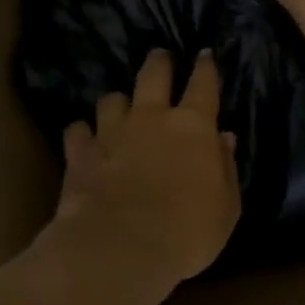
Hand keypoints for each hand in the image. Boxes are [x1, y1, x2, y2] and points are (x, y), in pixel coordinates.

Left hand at [45, 47, 240, 304]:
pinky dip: (84, 133)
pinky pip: (78, 131)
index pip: (203, 84)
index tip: (204, 55)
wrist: (121, 248)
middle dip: (159, 62)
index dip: (205, 67)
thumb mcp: (226, 207)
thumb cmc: (187, 232)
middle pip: (153, 74)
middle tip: (160, 57)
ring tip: (120, 108)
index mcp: (193, 127)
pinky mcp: (80, 153)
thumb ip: (226, 168)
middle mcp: (151, 118)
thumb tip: (224, 138)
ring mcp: (111, 132)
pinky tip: (86, 141)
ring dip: (119, 102)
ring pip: (111, 99)